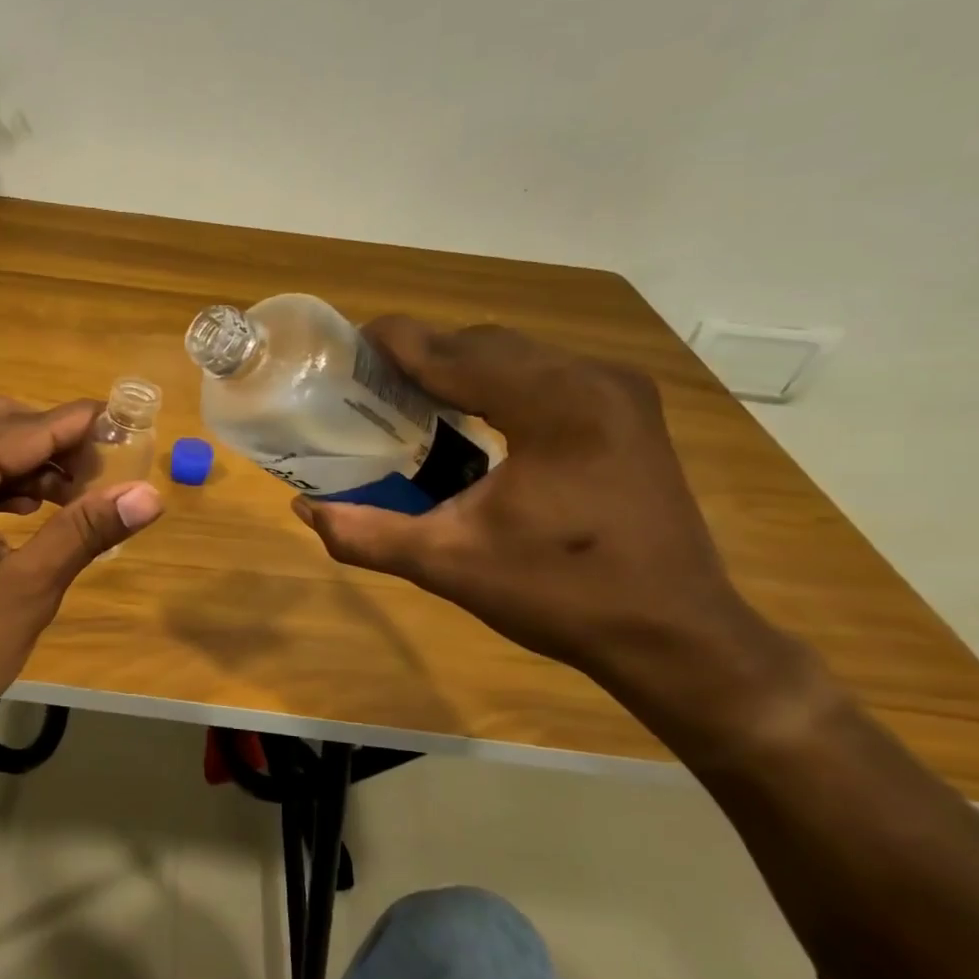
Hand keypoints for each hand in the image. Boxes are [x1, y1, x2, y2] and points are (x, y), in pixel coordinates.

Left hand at [0, 395, 163, 727]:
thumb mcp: (27, 588)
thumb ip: (84, 530)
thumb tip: (148, 496)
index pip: (23, 429)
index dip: (78, 425)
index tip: (124, 422)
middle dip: (47, 439)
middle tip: (94, 470)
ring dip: (18, 459)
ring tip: (65, 495)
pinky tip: (19, 508)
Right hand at [293, 319, 803, 728]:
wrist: (675, 635)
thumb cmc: (560, 595)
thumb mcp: (448, 564)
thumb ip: (367, 534)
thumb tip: (303, 508)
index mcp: (554, 406)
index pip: (455, 353)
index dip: (396, 343)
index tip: (347, 344)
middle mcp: (592, 380)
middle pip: (484, 344)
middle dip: (423, 353)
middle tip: (368, 379)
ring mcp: (618, 392)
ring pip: (516, 355)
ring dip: (459, 366)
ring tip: (407, 393)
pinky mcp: (627, 412)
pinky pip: (544, 374)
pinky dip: (495, 381)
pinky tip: (467, 414)